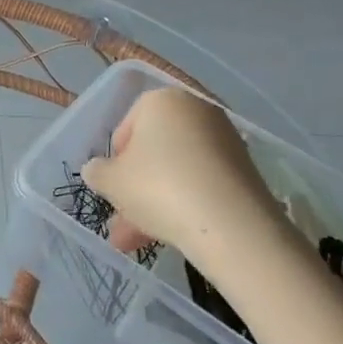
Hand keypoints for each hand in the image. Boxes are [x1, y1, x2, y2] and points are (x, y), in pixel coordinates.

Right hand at [80, 87, 292, 268]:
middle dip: (135, 190)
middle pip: (155, 153)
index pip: (126, 127)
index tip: (113, 188)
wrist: (230, 224)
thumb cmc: (158, 188)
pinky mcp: (245, 170)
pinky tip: (171, 236)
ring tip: (137, 244)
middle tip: (122, 222)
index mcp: (162, 100)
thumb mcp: (111, 181)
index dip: (114, 161)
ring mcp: (225, 140)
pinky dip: (186, 205)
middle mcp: (196, 111)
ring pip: (177, 172)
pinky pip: (202, 184)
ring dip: (155, 204)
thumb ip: (97, 172)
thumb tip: (97, 170)